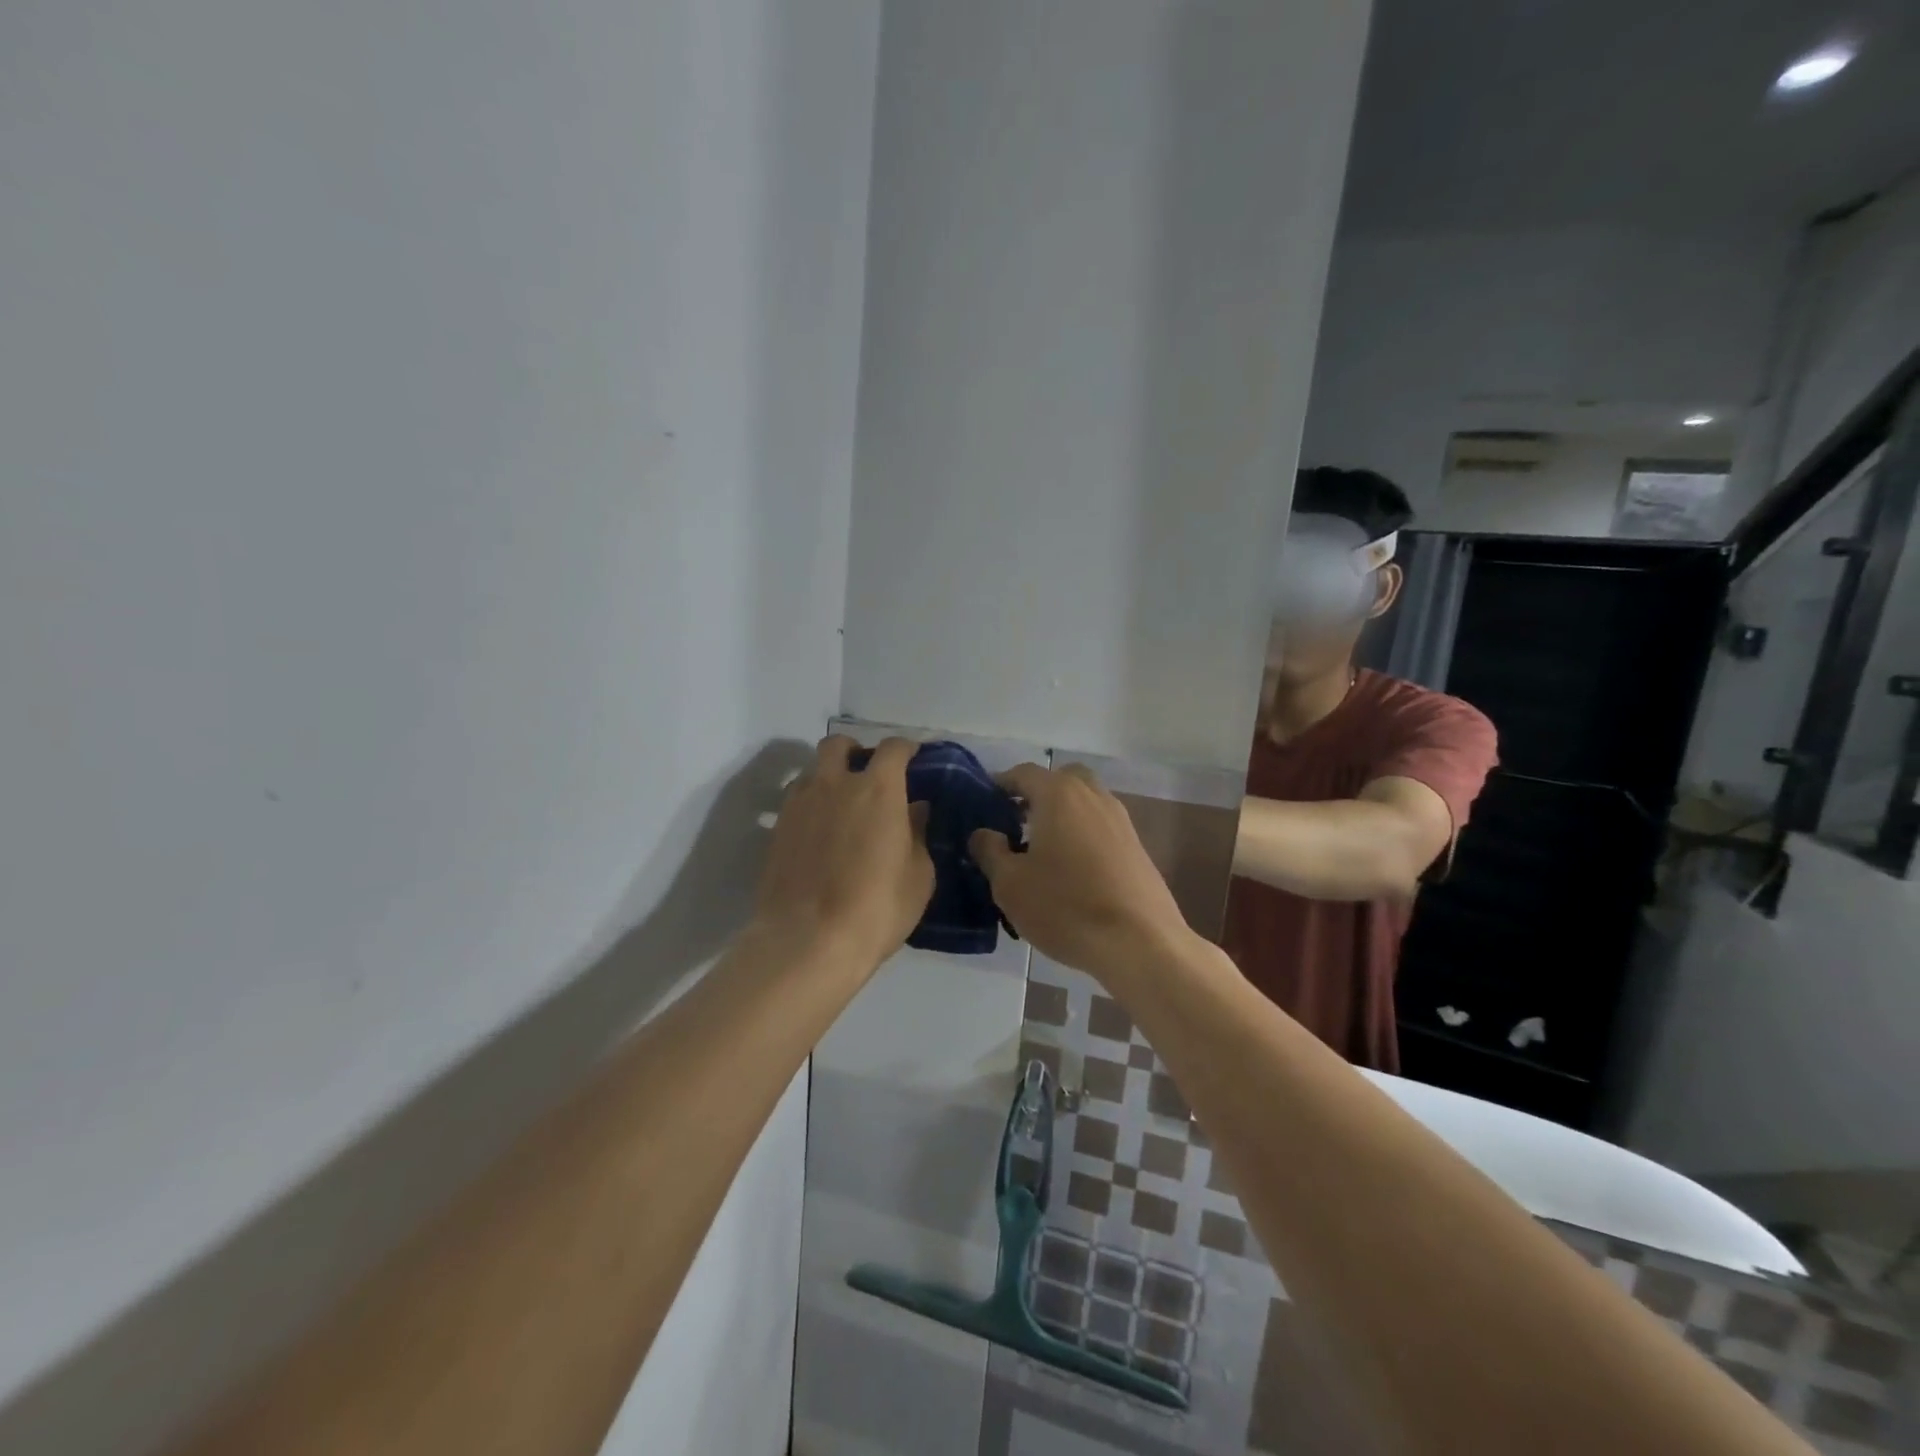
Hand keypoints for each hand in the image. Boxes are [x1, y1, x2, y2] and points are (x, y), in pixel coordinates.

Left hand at [753, 735, 932, 972]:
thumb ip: (918, 834)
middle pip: (839, 744)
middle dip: (855, 751)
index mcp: (878, 789)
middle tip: (867, 774)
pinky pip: (794, 801)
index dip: (906, 748)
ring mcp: (798, 804)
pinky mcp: (775, 829)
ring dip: (827, 777)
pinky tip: (818, 833)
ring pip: (811, 771)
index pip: (893, 748)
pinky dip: (809, 805)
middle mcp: (834, 784)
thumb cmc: (877, 908)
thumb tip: (915, 810)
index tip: (913, 758)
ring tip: (839, 805)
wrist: (808, 941)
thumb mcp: (918, 876)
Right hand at [970, 763, 1194, 982]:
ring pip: (1085, 802)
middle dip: (1038, 794)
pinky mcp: (1136, 847)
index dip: (1001, 784)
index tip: (984, 805)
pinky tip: (1071, 870)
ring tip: (1041, 850)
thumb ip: (990, 851)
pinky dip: (1083, 834)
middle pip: (1061, 780)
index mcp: (1059, 795)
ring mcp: (1120, 821)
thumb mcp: (1010, 884)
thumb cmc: (1065, 907)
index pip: (1024, 773)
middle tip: (1016, 822)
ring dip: (1063, 814)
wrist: (1139, 943)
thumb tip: (983, 833)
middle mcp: (1093, 796)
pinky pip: (1101, 827)